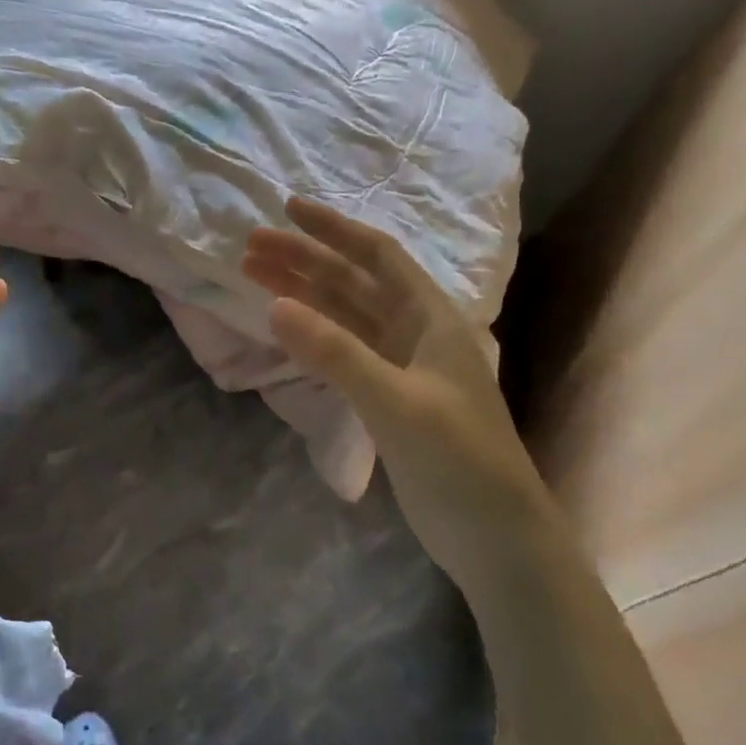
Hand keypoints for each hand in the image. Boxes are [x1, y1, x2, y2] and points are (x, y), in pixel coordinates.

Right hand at [243, 198, 558, 594]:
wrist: (494, 535)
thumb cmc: (458, 460)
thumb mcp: (397, 401)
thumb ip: (335, 353)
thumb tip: (275, 305)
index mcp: (431, 319)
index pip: (377, 256)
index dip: (333, 229)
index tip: (287, 209)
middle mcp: (415, 332)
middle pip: (352, 282)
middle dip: (303, 259)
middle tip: (250, 246)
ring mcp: (400, 366)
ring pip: (343, 315)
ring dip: (302, 293)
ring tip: (254, 275)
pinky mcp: (387, 397)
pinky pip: (342, 349)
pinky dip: (312, 333)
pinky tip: (284, 326)